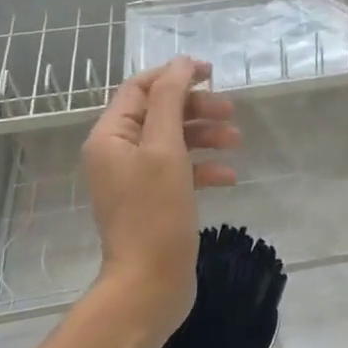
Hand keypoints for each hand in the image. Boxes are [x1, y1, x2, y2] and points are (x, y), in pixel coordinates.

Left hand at [82, 57, 237, 341]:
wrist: (149, 285)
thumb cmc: (154, 212)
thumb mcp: (164, 148)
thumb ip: (170, 99)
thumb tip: (180, 62)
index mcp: (110, 136)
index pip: (140, 88)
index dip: (175, 75)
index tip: (211, 73)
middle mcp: (118, 153)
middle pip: (160, 112)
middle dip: (196, 108)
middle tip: (230, 111)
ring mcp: (136, 179)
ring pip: (174, 140)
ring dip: (205, 135)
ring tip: (237, 141)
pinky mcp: (154, 200)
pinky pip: (180, 170)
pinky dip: (205, 167)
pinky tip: (229, 177)